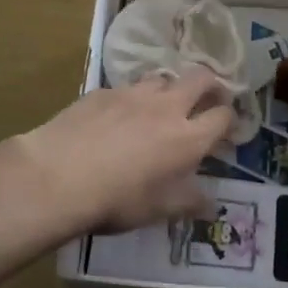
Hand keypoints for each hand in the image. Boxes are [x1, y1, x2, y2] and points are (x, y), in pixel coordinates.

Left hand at [10, 68, 235, 234]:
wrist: (58, 176)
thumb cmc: (116, 200)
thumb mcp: (157, 210)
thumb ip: (188, 202)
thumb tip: (210, 203)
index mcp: (187, 138)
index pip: (222, 116)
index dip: (229, 120)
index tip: (227, 128)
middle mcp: (166, 107)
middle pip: (201, 79)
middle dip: (210, 86)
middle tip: (206, 101)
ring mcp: (133, 93)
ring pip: (162, 78)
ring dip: (169, 89)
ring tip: (160, 106)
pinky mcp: (103, 91)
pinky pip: (126, 88)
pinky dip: (131, 99)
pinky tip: (116, 116)